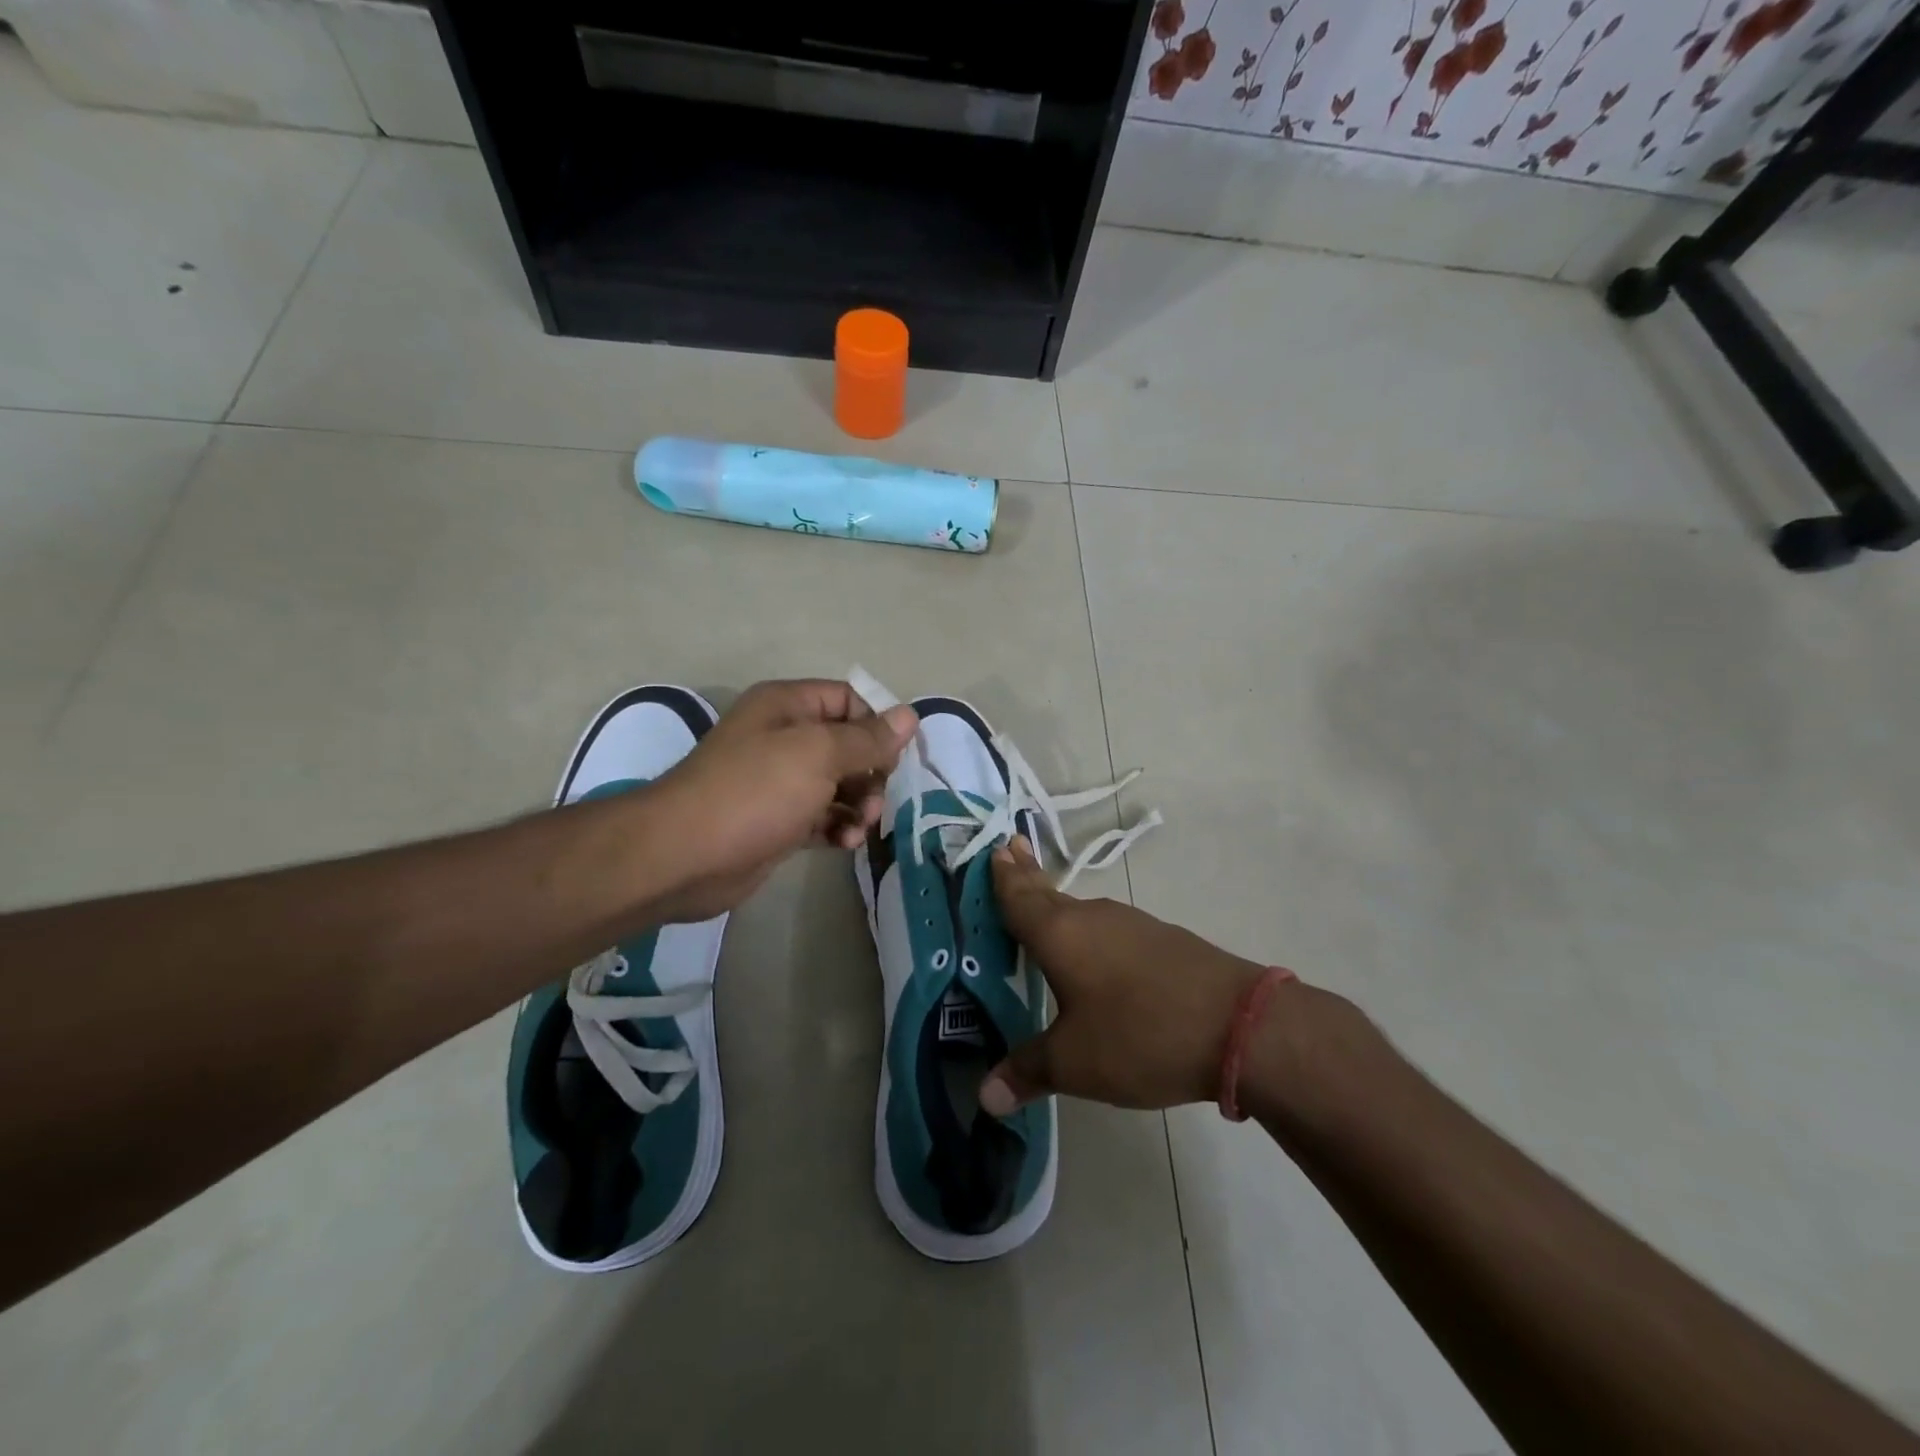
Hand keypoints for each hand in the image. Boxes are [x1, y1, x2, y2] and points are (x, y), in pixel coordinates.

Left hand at [642, 680, 917, 921]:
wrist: (684, 856)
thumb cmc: (754, 792)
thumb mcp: (818, 754)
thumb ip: (868, 738)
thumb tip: (909, 716)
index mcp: (787, 706)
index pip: (848, 699)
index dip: (877, 724)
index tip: (897, 756)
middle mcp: (783, 737)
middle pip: (848, 745)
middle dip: (871, 772)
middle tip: (876, 801)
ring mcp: (778, 781)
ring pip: (839, 784)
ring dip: (859, 805)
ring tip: (859, 827)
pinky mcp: (777, 821)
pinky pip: (822, 816)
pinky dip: (838, 827)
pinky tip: (844, 844)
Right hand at [979, 836, 1269, 1114]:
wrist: (1239, 1024)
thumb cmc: (1139, 1034)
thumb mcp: (1075, 1063)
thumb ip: (1027, 1072)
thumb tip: (986, 1096)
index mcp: (1059, 934)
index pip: (1019, 896)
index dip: (1003, 876)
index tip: (994, 847)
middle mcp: (1091, 918)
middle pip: (1049, 892)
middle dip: (1027, 874)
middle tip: (1010, 849)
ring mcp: (1132, 925)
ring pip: (1081, 910)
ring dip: (1058, 903)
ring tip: (1043, 904)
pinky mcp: (1161, 940)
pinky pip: (1108, 927)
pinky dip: (1088, 929)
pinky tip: (1094, 949)